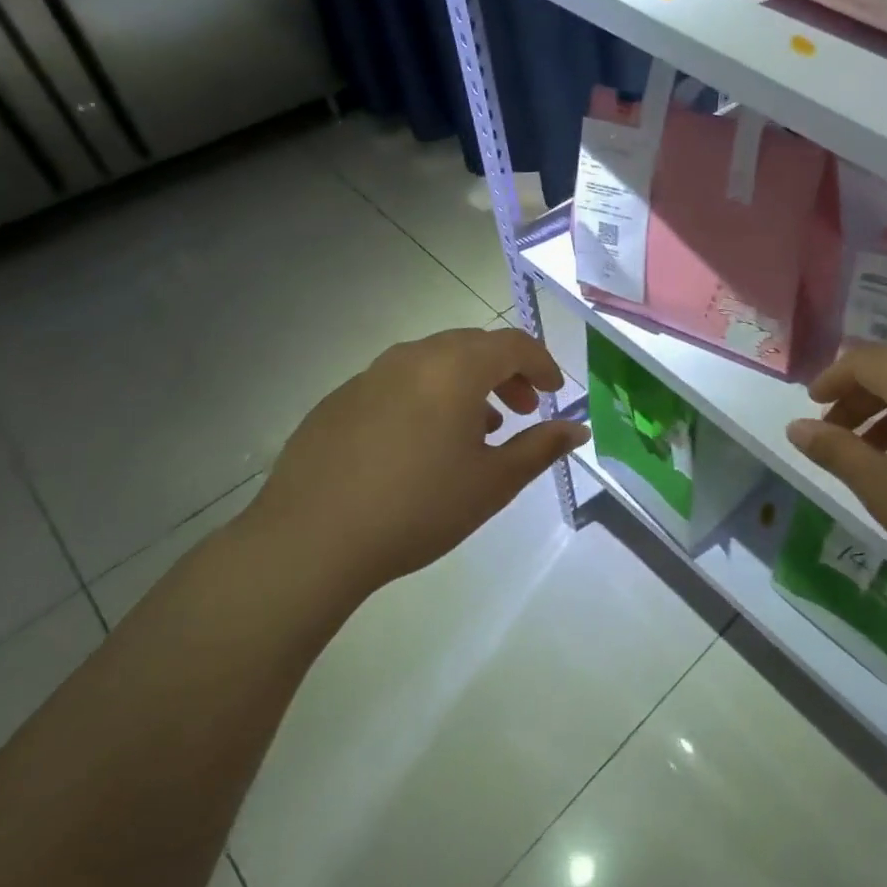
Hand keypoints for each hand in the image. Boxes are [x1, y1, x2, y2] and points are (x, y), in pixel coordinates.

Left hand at [244, 327, 587, 599]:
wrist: (308, 541)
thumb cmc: (418, 507)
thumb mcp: (494, 482)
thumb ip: (542, 447)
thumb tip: (578, 429)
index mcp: (455, 368)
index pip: (513, 344)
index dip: (542, 364)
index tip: (553, 393)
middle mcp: (413, 358)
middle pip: (473, 346)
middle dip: (506, 372)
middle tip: (523, 409)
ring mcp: (369, 376)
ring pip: (434, 362)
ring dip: (466, 383)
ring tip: (476, 429)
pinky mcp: (338, 400)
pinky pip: (397, 382)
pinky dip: (426, 396)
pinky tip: (421, 444)